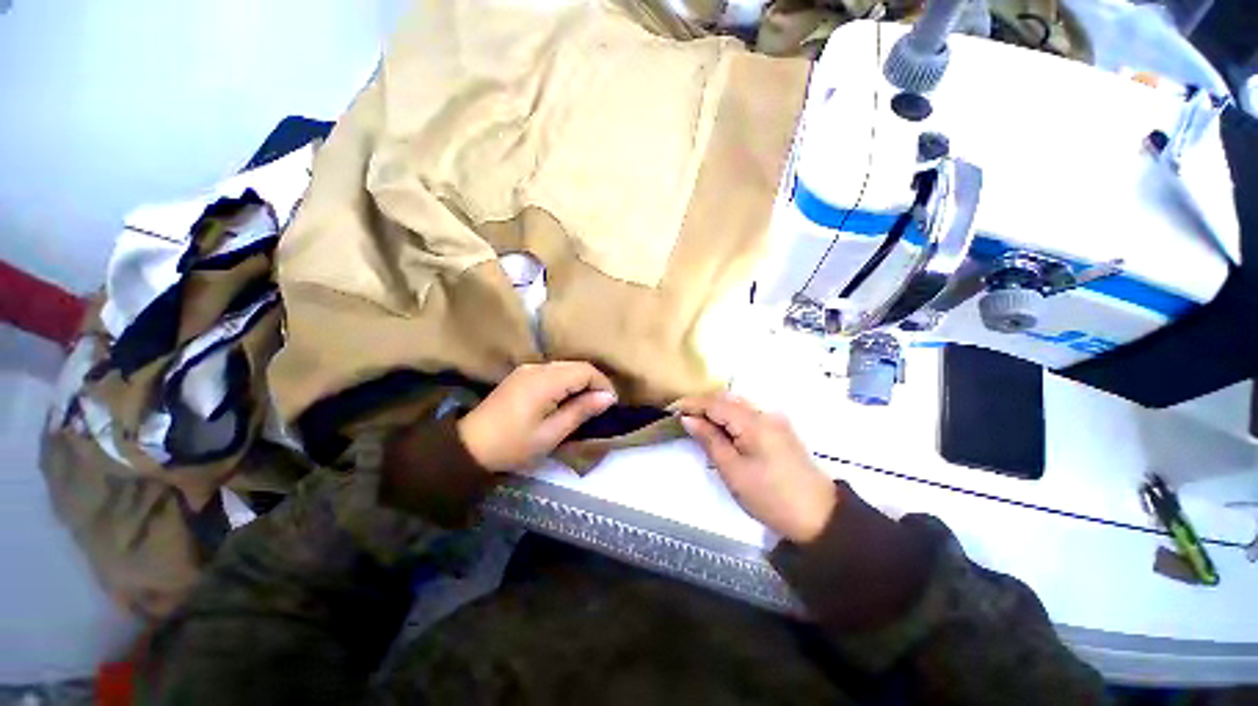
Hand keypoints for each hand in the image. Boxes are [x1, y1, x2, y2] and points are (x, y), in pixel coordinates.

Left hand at [458, 362, 617, 472]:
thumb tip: (608, 397)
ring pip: (565, 367)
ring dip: (580, 381)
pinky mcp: (521, 375)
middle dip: (594, 382)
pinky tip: (566, 398)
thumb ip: (581, 411)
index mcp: (545, 381)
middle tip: (601, 405)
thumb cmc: (513, 445)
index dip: (603, 384)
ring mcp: (527, 369)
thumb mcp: (551, 433)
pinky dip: (566, 381)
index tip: (610, 404)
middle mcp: (537, 367)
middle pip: (576, 365)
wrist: (468, 447)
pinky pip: (552, 371)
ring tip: (586, 403)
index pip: (585, 371)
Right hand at [673, 392, 837, 542]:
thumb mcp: (733, 470)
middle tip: (682, 417)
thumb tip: (689, 419)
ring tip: (697, 423)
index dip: (691, 404)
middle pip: (727, 400)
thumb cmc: (770, 496)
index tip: (671, 410)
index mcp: (753, 421)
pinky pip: (749, 415)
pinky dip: (731, 418)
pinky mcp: (780, 430)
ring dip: (716, 410)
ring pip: (738, 405)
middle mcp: (765, 413)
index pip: (715, 403)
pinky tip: (721, 429)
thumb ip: (710, 440)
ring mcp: (775, 420)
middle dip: (702, 405)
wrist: (819, 517)